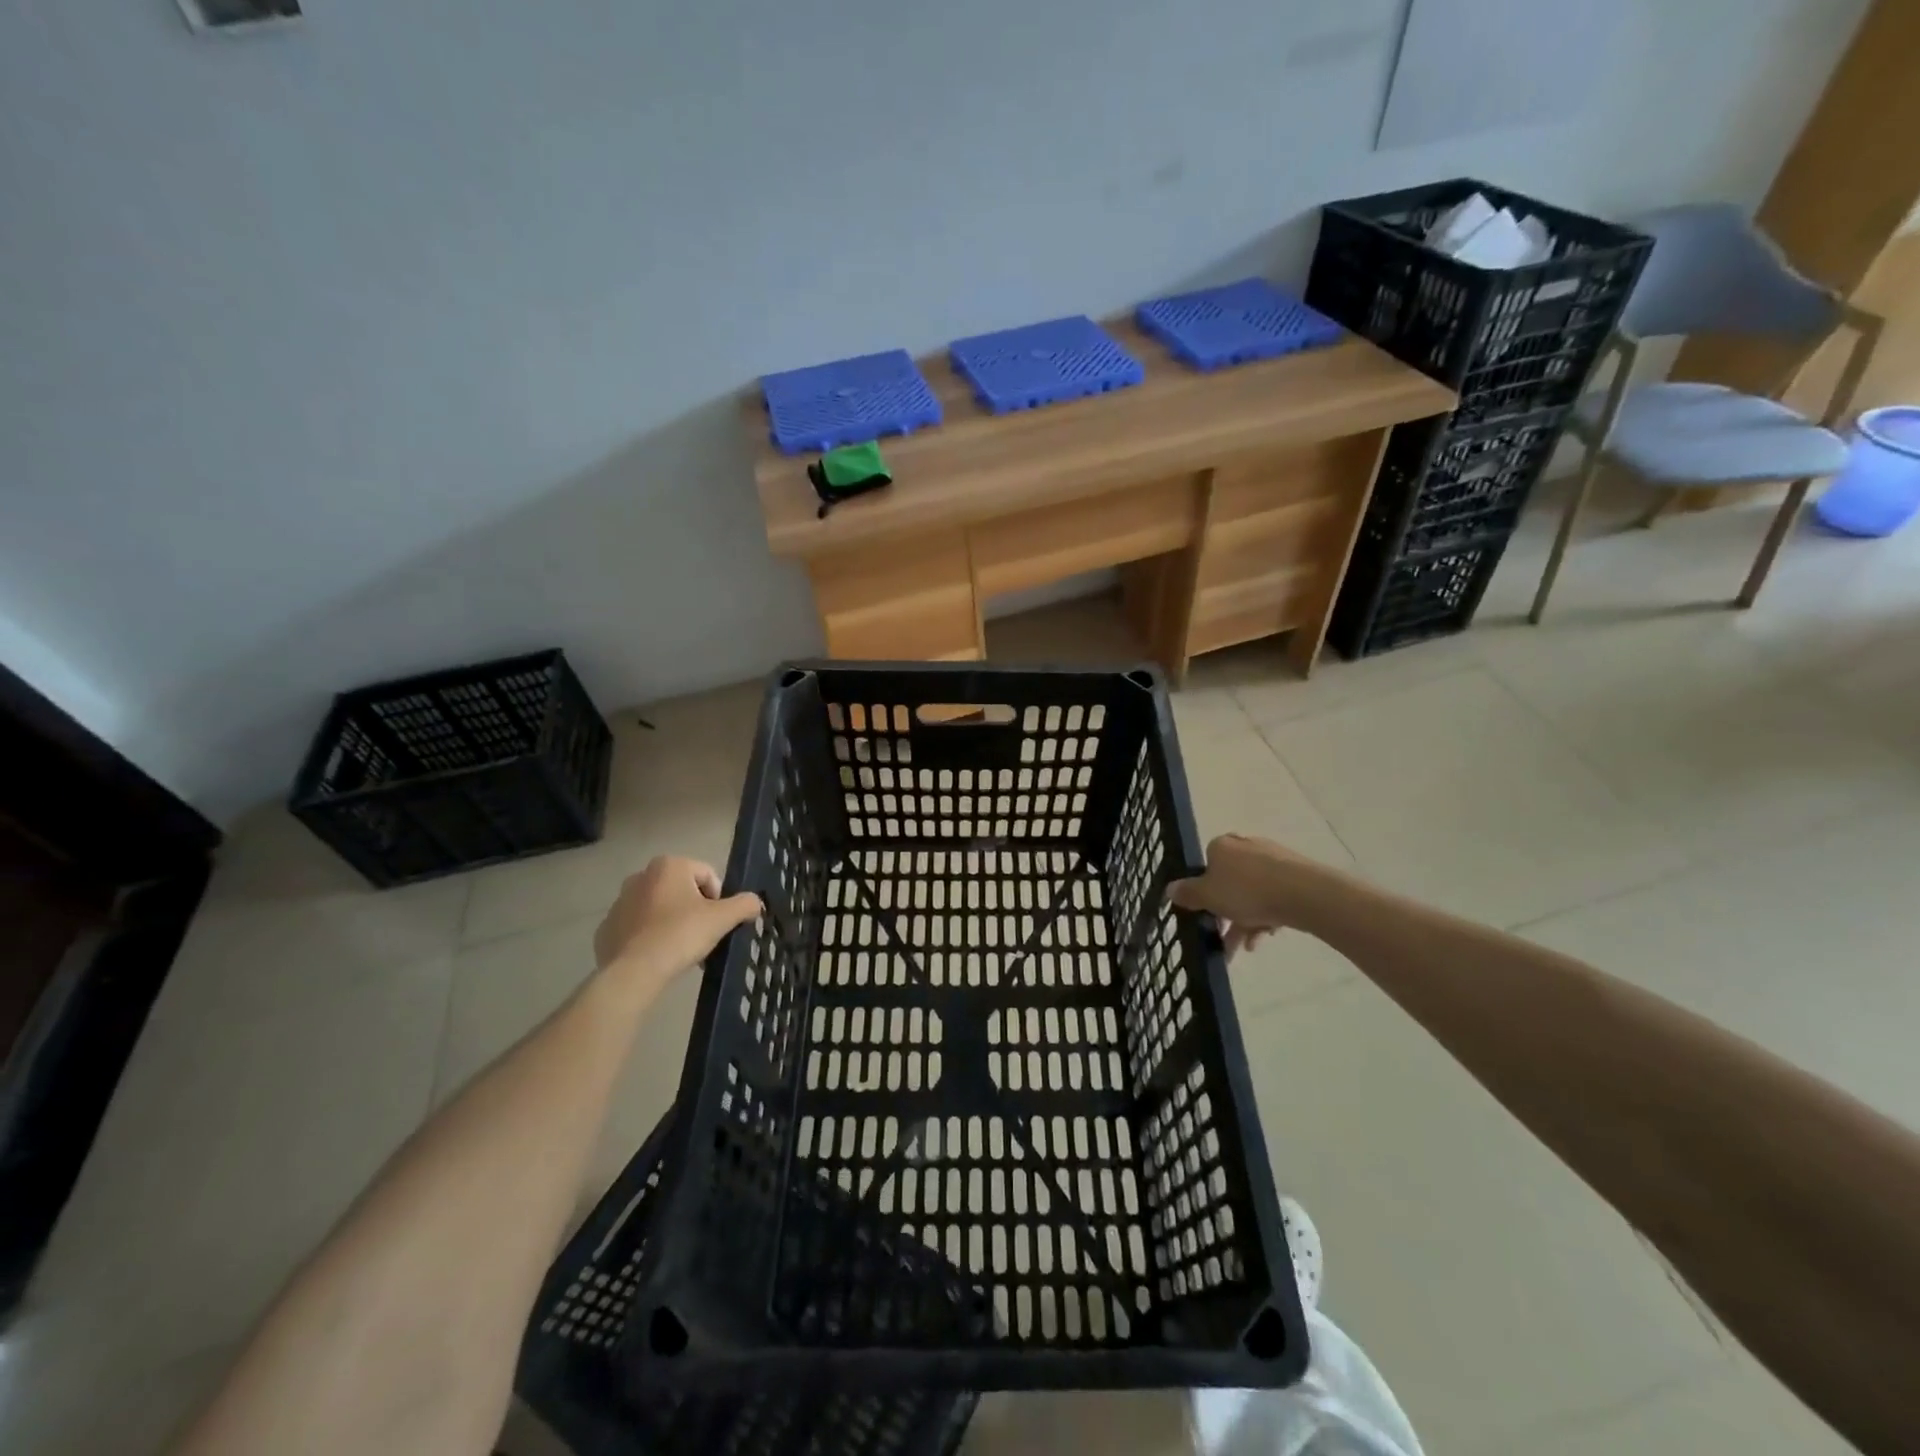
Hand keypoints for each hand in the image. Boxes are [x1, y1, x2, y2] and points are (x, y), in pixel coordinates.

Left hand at [594, 856, 761, 990]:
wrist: (634, 972)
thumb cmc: (681, 934)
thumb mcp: (722, 918)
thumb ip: (744, 905)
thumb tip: (756, 902)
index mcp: (669, 865)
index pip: (707, 875)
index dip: (718, 899)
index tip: (717, 922)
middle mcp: (641, 876)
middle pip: (681, 890)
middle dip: (693, 909)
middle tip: (701, 935)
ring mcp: (620, 902)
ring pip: (658, 908)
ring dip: (672, 922)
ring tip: (680, 949)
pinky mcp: (606, 928)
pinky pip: (637, 928)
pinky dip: (649, 937)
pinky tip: (658, 956)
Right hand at [1168, 833, 1323, 956]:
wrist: (1304, 894)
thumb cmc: (1246, 891)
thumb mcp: (1207, 896)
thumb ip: (1188, 894)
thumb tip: (1170, 889)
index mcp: (1221, 845)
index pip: (1206, 866)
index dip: (1204, 892)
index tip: (1205, 914)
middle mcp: (1246, 846)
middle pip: (1229, 883)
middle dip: (1226, 914)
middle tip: (1223, 938)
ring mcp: (1273, 859)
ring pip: (1252, 893)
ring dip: (1245, 921)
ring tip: (1246, 948)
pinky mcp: (1296, 874)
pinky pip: (1273, 897)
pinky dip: (1266, 917)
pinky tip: (1266, 937)